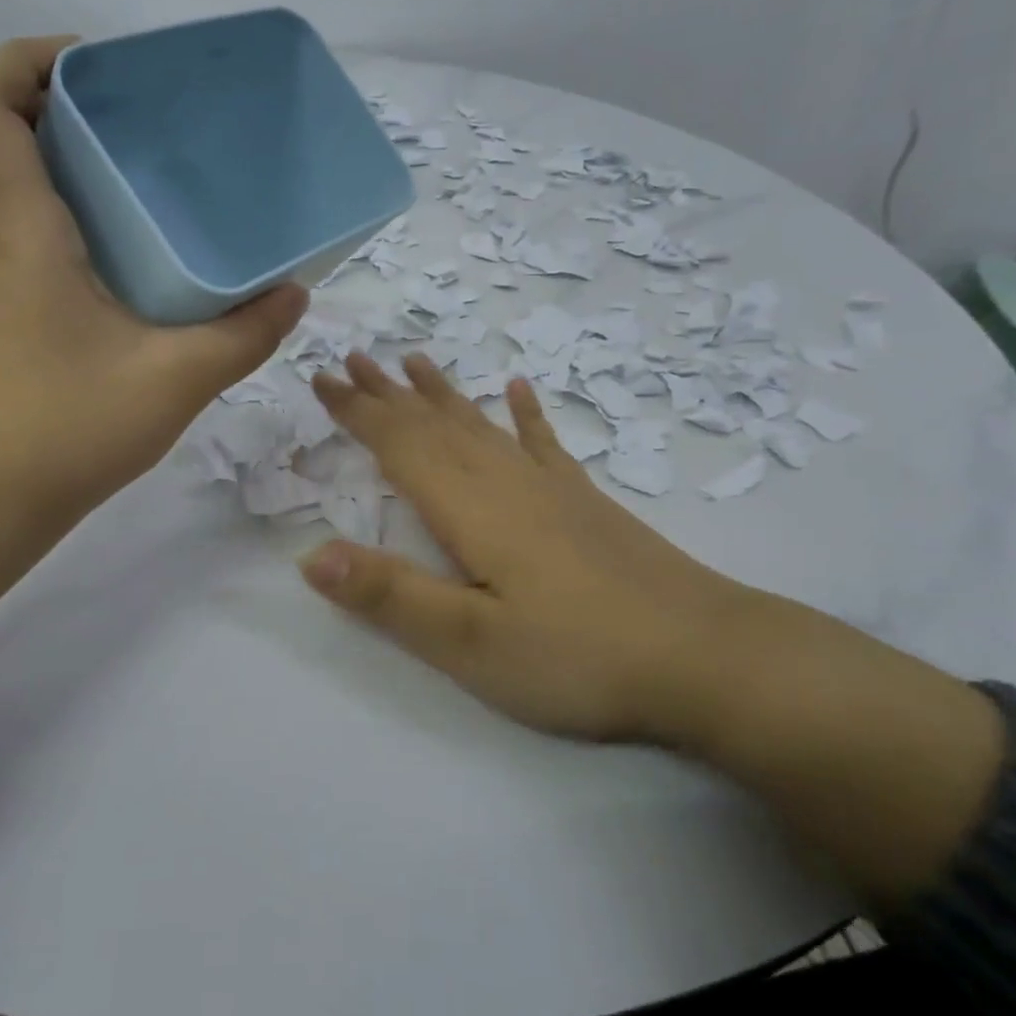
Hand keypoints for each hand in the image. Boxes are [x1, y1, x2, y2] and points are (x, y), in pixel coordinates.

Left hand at [0, 37, 308, 523]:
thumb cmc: (68, 430)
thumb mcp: (176, 380)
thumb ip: (244, 334)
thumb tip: (294, 295)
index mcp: (11, 228)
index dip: (24, 60)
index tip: (90, 64)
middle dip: (29, 104)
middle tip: (106, 125)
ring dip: (10, 155)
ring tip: (87, 178)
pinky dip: (2, 206)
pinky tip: (66, 252)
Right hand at [299, 352, 772, 745]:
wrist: (706, 657)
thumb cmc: (578, 656)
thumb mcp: (470, 642)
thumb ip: (389, 596)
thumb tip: (309, 556)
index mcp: (470, 508)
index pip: (399, 445)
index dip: (356, 412)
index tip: (320, 378)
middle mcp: (505, 482)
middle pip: (434, 425)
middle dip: (386, 393)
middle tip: (350, 359)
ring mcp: (551, 488)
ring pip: (480, 425)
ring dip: (440, 394)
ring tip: (412, 361)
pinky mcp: (586, 503)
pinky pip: (543, 444)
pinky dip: (525, 415)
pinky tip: (519, 390)